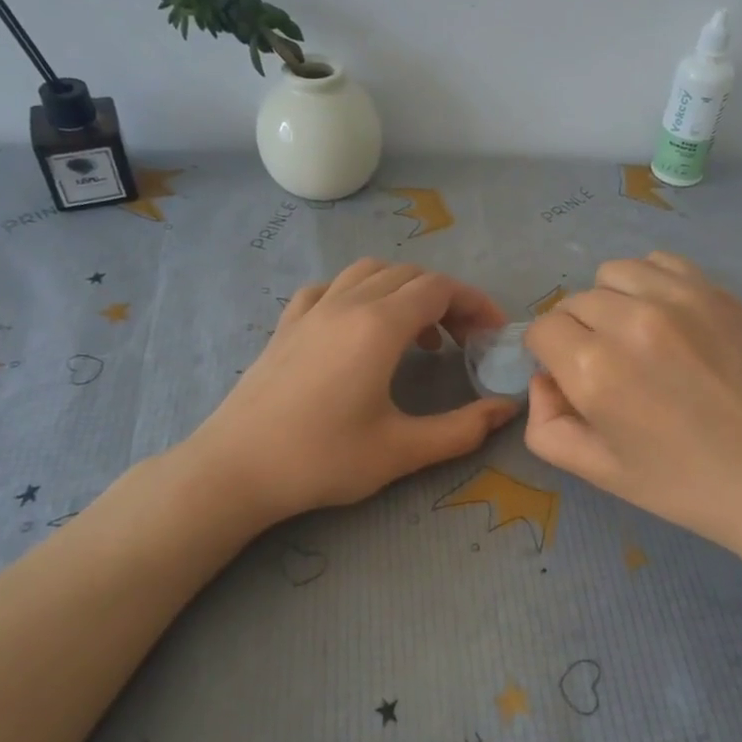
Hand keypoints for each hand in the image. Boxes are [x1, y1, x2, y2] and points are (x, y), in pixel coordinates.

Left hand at [184, 259, 518, 525]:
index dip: (475, 303)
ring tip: (419, 334)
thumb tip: (506, 410)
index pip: (440, 289)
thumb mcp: (402, 451)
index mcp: (379, 326)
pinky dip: (361, 294)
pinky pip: (332, 288)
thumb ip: (462, 430)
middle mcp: (347, 303)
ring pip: (370, 272)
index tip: (493, 334)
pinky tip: (360, 327)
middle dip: (447, 299)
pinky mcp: (287, 324)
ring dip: (405, 291)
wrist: (235, 469)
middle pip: (410, 275)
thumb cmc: (322, 459)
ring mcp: (312, 309)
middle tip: (465, 340)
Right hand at [523, 252, 741, 588]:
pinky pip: (659, 262)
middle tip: (608, 369)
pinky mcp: (716, 290)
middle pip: (574, 301)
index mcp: (594, 370)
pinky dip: (650, 283)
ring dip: (611, 301)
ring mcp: (678, 298)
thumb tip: (544, 380)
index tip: (570, 378)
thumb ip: (547, 426)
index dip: (548, 355)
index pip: (542, 329)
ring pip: (613, 274)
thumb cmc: (687, 485)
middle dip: (577, 332)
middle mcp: (630, 320)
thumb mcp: (600, 473)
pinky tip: (668, 318)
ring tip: (637, 337)